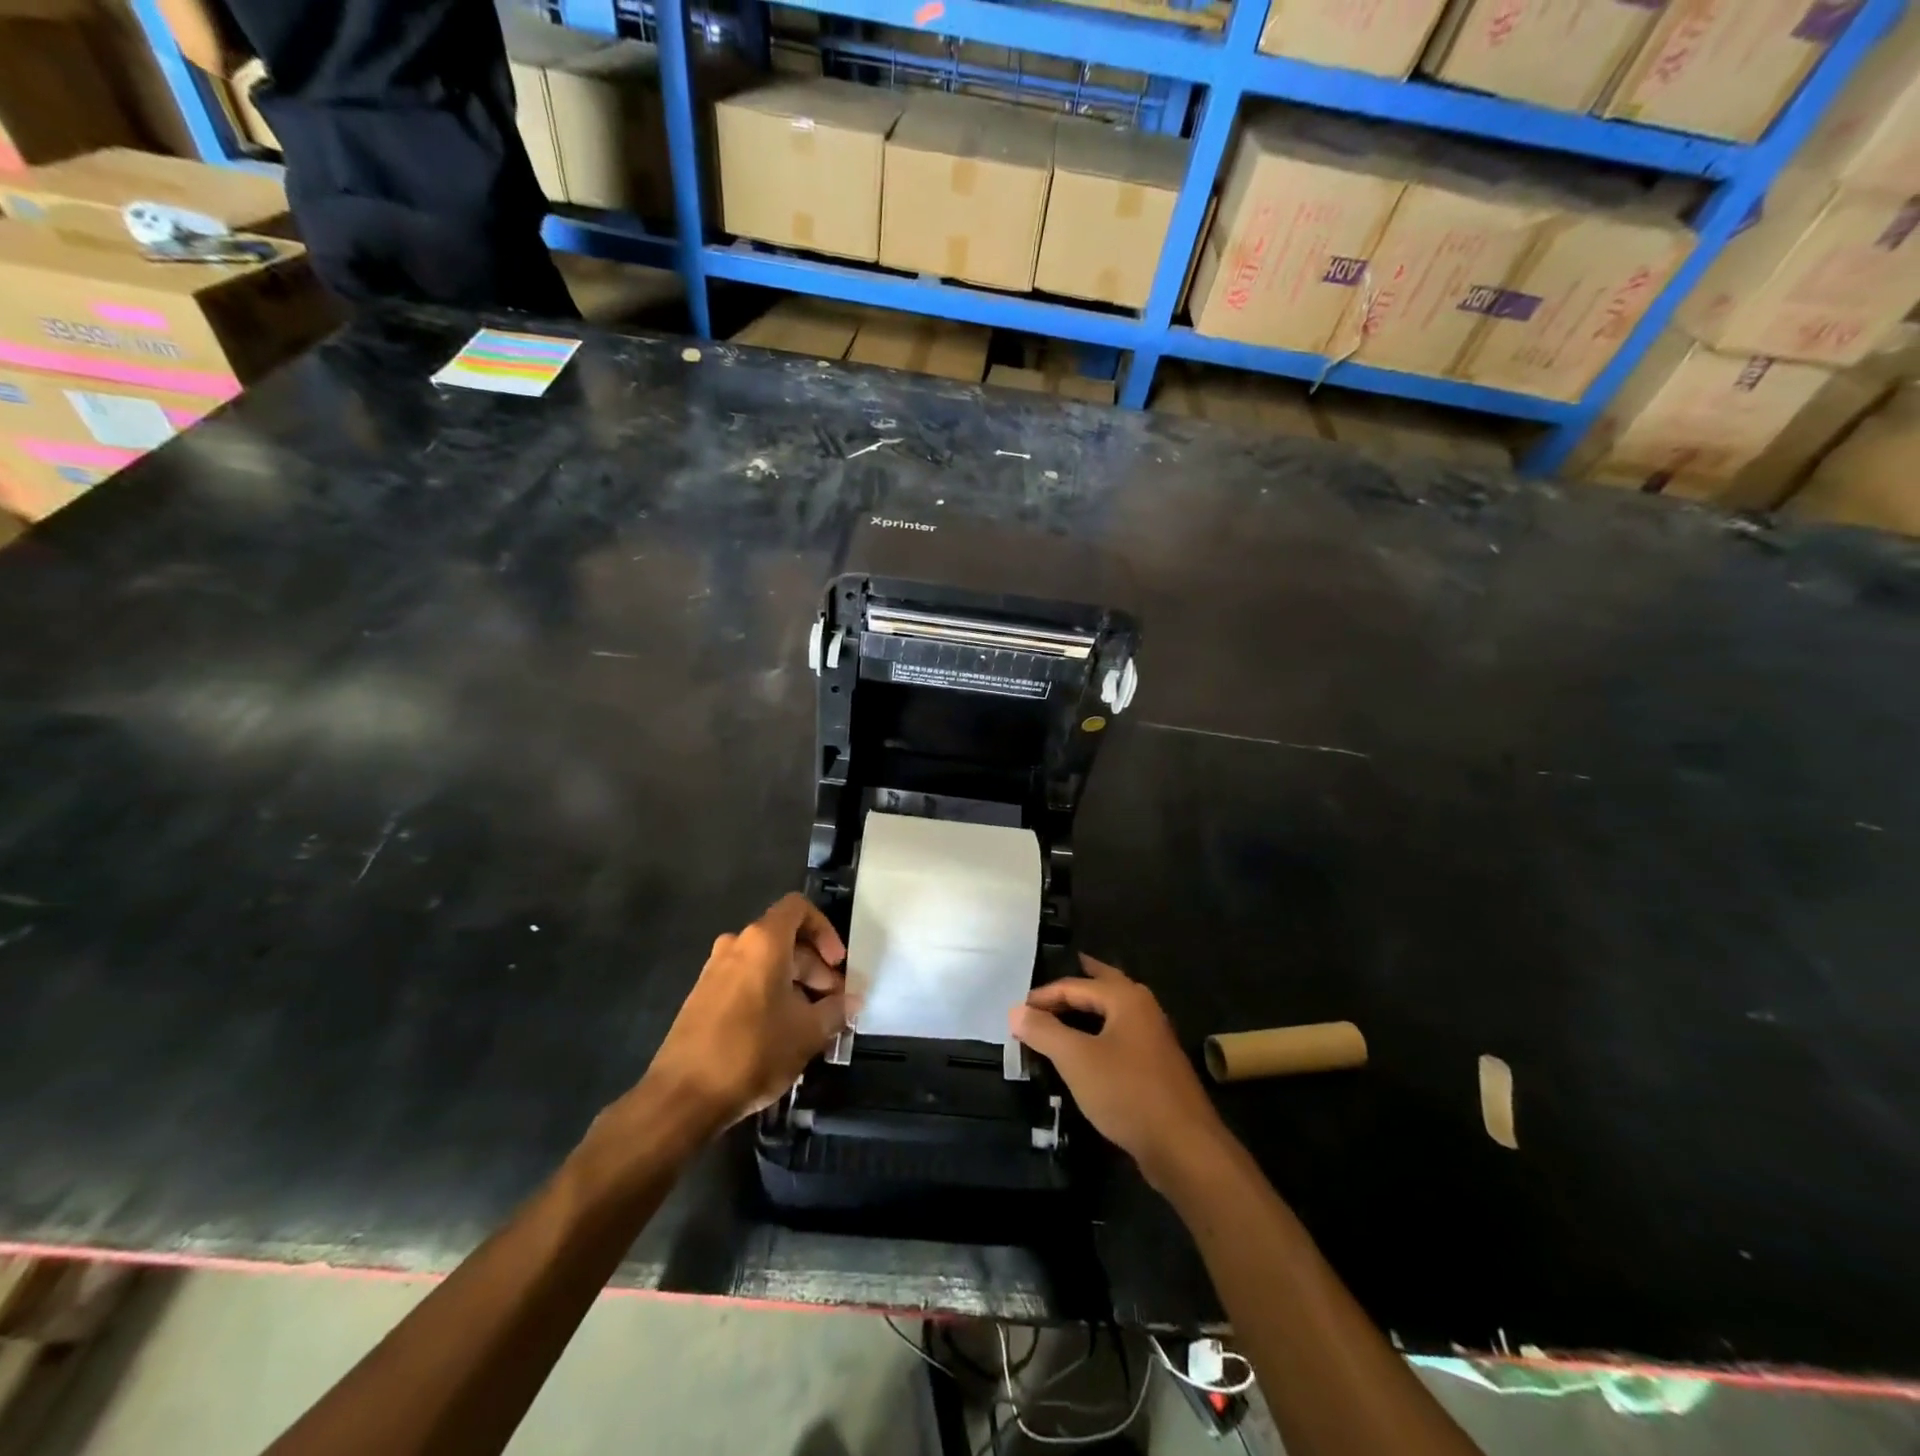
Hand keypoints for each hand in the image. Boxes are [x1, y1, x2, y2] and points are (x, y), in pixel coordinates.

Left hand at [640, 894, 850, 1136]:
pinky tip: (782, 1034)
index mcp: (763, 942)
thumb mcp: (808, 1033)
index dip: (825, 930)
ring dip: (794, 985)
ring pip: (766, 964)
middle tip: (833, 1004)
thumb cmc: (753, 1051)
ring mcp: (715, 971)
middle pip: (786, 940)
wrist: (682, 1096)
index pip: (799, 908)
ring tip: (812, 1024)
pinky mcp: (702, 997)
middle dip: (815, 969)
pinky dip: (769, 996)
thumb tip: (851, 1001)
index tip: (838, 965)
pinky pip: (746, 982)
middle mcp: (736, 945)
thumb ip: (835, 1010)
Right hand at [1010, 954, 1229, 1189]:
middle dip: (1078, 981)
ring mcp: (1154, 1037)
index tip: (1017, 1011)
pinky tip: (1090, 1047)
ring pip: (1114, 1010)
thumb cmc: (1126, 1092)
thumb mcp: (1076, 1060)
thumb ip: (1044, 1031)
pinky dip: (1100, 1031)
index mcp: (1126, 998)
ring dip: (1089, 1007)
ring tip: (1065, 1009)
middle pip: (1104, 985)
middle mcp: (1143, 1008)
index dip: (1043, 996)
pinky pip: (1120, 1034)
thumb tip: (1015, 1010)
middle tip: (1052, 981)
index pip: (1074, 985)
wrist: (1183, 1146)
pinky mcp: (1156, 1065)